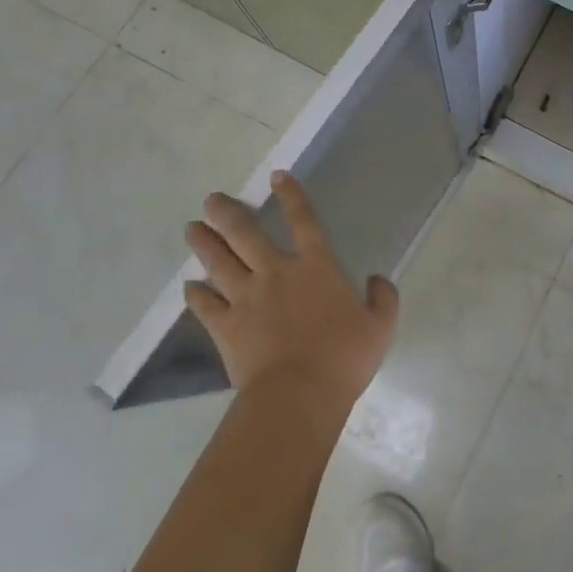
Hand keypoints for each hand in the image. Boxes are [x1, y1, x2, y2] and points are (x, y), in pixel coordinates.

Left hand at [183, 172, 399, 413]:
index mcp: (317, 267)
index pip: (303, 220)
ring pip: (219, 262)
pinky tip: (188, 286)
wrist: (298, 396)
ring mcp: (247, 298)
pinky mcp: (226, 326)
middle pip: (247, 234)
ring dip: (204, 243)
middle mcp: (277, 273)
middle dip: (228, 213)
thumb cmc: (344, 358)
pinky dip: (195, 294)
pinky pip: (205, 305)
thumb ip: (383, 298)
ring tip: (192, 228)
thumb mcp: (381, 327)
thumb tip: (379, 279)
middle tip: (211, 199)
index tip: (276, 175)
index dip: (291, 195)